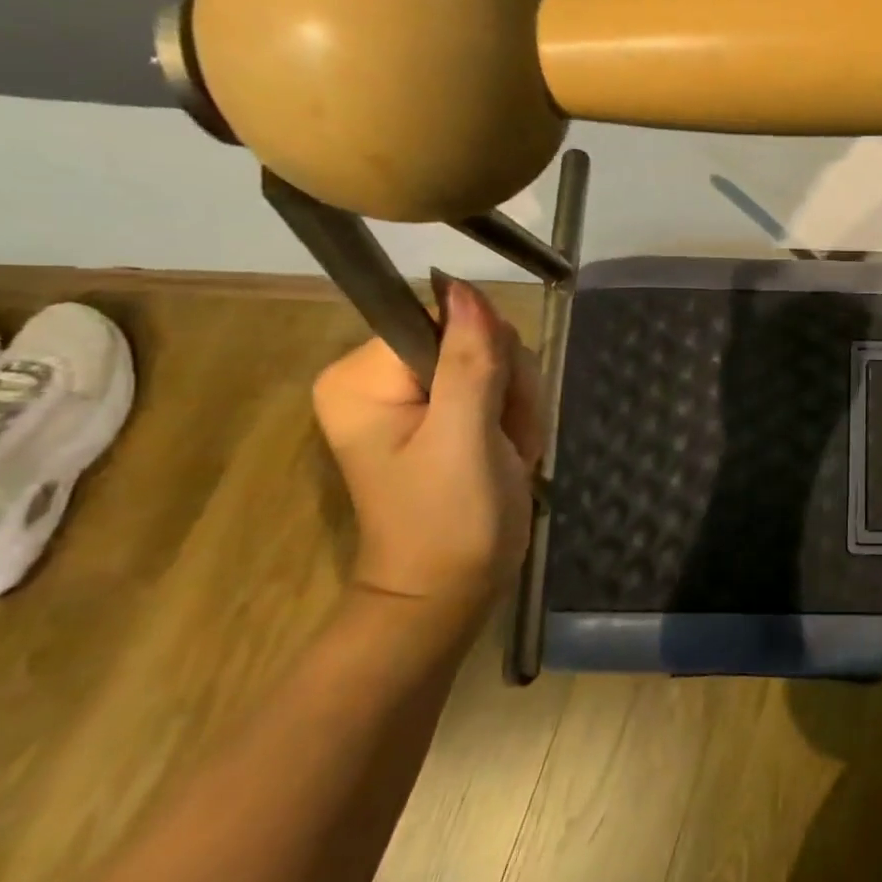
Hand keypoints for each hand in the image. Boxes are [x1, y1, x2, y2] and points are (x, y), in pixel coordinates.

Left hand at [313, 277, 541, 623]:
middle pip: (475, 339)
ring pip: (497, 362)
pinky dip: (517, 419)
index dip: (487, 356)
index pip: (444, 321)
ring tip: (509, 454)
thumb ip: (469, 361)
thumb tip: (464, 286)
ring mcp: (413, 397)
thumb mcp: (464, 437)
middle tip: (505, 440)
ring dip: (519, 407)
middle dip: (509, 388)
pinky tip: (510, 453)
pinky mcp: (443, 415)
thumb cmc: (450, 520)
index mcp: (363, 377)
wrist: (450, 594)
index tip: (496, 408)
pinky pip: (499, 386)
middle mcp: (381, 377)